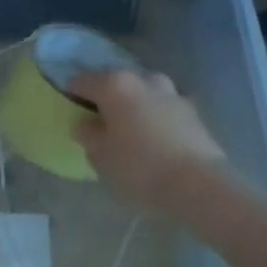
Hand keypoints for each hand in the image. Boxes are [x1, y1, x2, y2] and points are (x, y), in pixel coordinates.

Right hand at [69, 69, 229, 217]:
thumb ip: (88, 135)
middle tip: (98, 120)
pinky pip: (163, 108)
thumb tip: (85, 123)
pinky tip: (152, 138)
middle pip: (116, 81)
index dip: (71, 93)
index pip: (82, 80)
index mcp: (115, 85)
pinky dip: (154, 116)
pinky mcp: (193, 112)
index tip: (68, 108)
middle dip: (106, 96)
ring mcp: (173, 94)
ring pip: (144, 92)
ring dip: (133, 104)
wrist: (198, 186)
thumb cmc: (138, 168)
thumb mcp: (99, 156)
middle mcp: (144, 80)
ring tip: (127, 128)